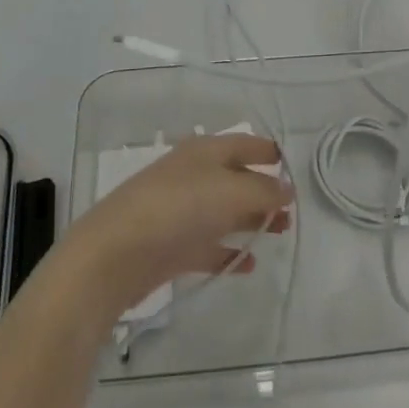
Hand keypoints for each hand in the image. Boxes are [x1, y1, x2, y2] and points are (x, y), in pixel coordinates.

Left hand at [58, 133, 292, 320]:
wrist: (116, 254)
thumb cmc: (178, 208)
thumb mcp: (230, 191)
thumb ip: (263, 190)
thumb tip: (287, 189)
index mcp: (205, 151)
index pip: (243, 143)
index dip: (268, 152)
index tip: (293, 167)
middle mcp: (193, 175)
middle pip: (236, 178)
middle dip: (264, 191)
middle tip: (291, 211)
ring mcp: (181, 211)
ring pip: (224, 211)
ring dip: (252, 220)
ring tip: (279, 233)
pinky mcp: (171, 247)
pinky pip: (208, 245)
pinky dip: (228, 252)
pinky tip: (248, 264)